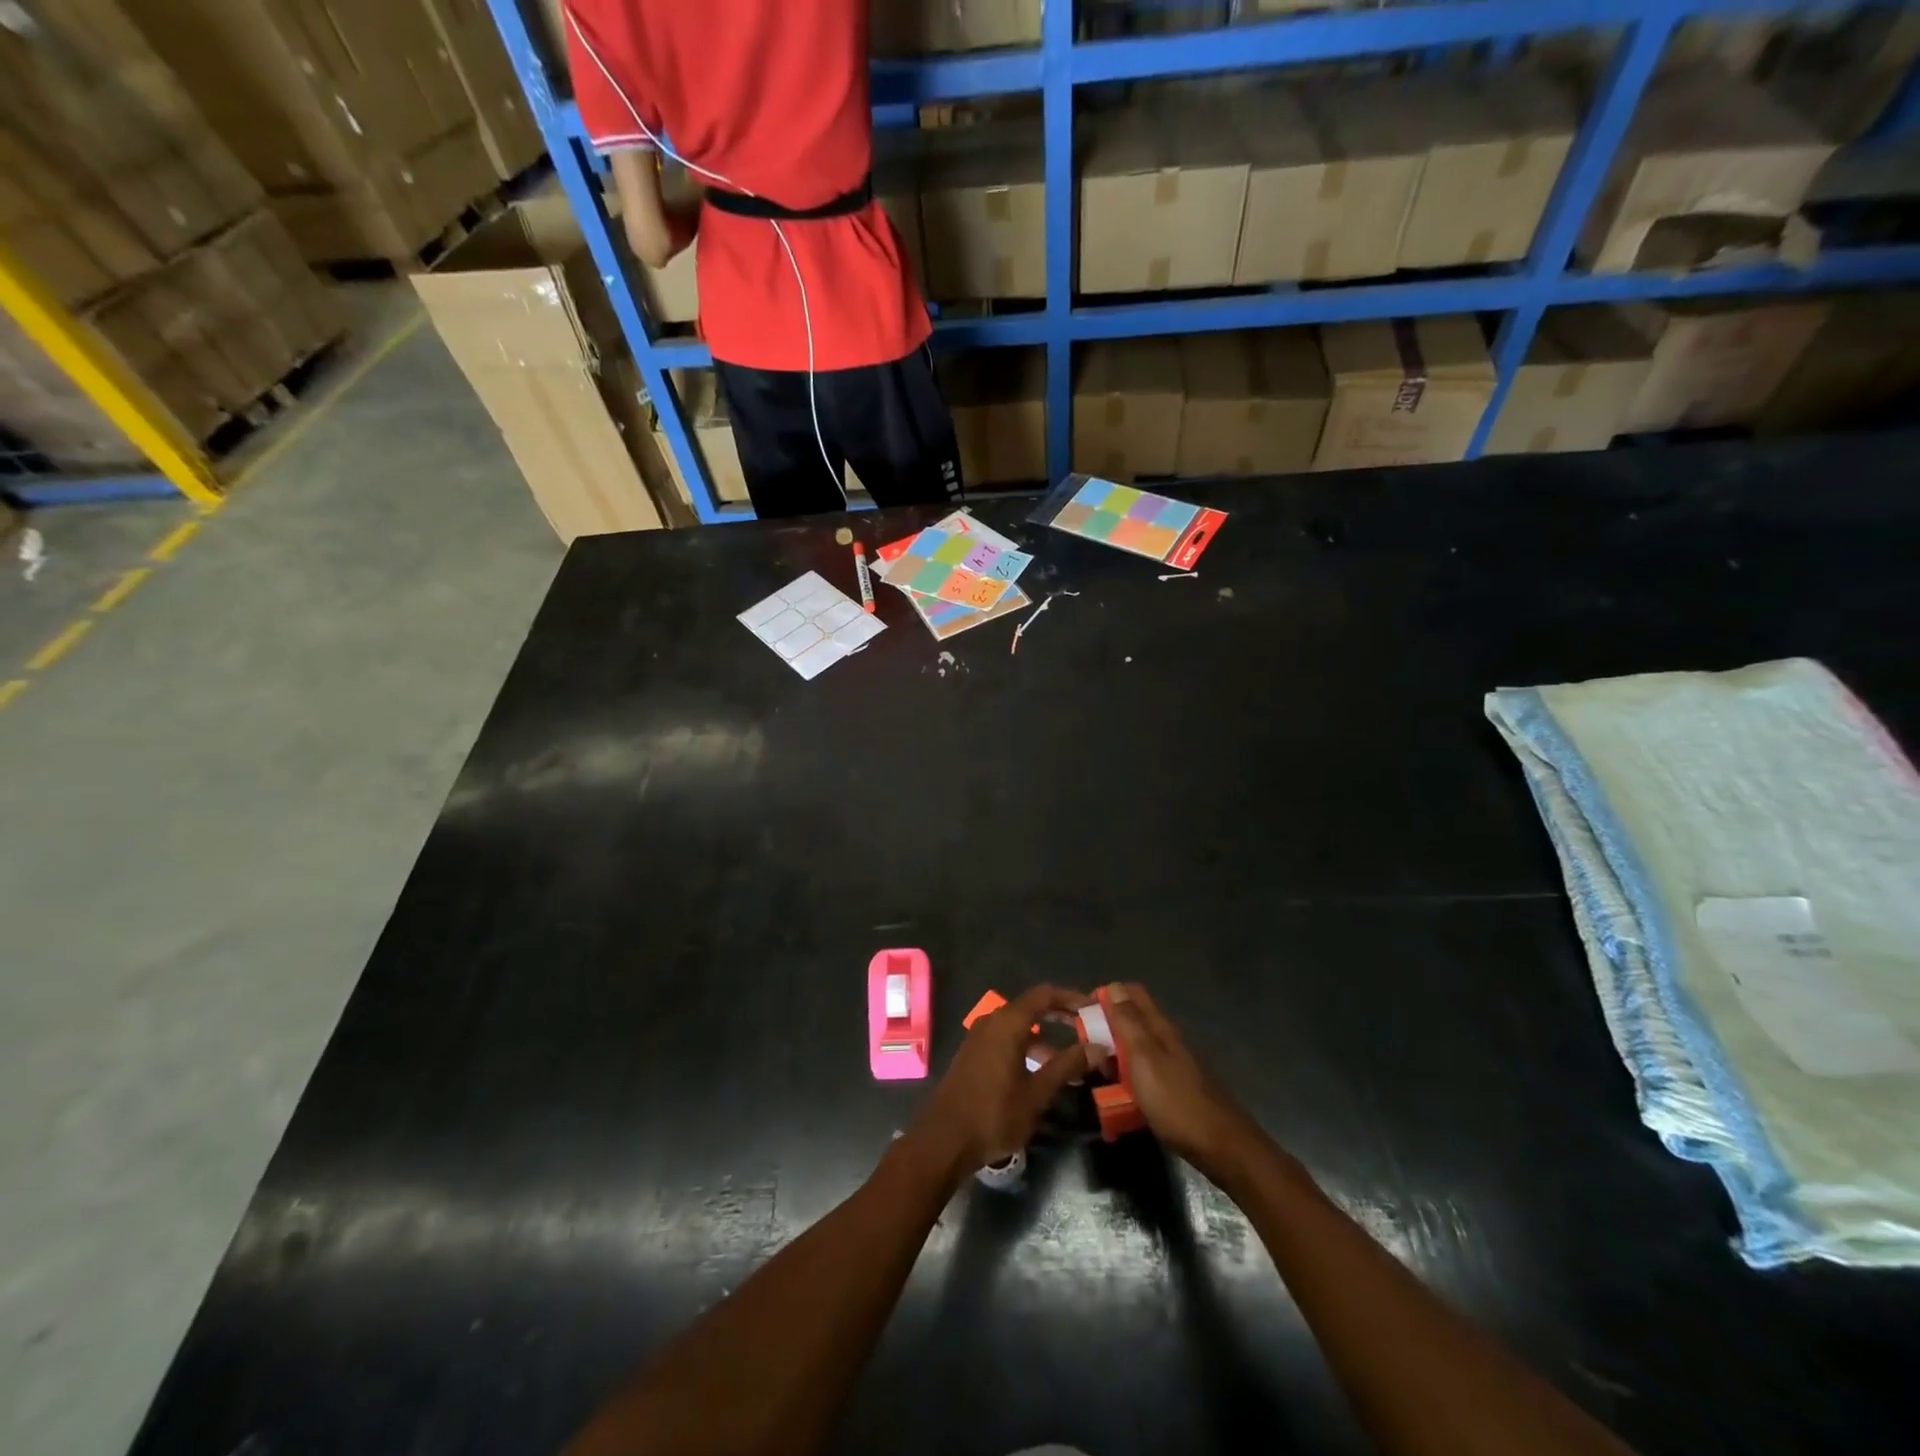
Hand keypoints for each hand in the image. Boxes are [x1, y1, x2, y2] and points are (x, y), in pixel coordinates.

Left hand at [915, 984, 1091, 1174]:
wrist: (944, 1140)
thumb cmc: (994, 1114)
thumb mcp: (1037, 1093)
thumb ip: (1067, 1066)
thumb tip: (1098, 1047)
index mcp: (1007, 1023)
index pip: (1044, 995)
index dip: (1070, 998)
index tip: (1094, 1007)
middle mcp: (992, 1022)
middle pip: (1031, 1008)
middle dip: (1060, 1017)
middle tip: (1087, 1030)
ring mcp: (979, 1039)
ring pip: (1019, 1027)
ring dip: (1045, 1038)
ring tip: (1072, 1062)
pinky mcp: (974, 1056)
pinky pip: (1006, 1041)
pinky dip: (1027, 1048)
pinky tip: (1042, 1074)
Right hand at [1102, 983, 1259, 1180]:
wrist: (1222, 1147)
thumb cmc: (1177, 1101)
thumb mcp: (1144, 1058)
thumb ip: (1128, 1022)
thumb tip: (1112, 986)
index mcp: (1159, 1028)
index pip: (1132, 994)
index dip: (1107, 996)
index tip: (1083, 1012)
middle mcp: (1166, 1040)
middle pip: (1132, 1021)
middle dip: (1106, 1028)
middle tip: (1083, 1046)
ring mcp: (1172, 1066)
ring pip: (1135, 1049)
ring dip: (1114, 1055)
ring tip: (1095, 1072)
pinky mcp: (1174, 1090)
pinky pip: (1142, 1074)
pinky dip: (1126, 1078)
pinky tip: (1117, 1095)